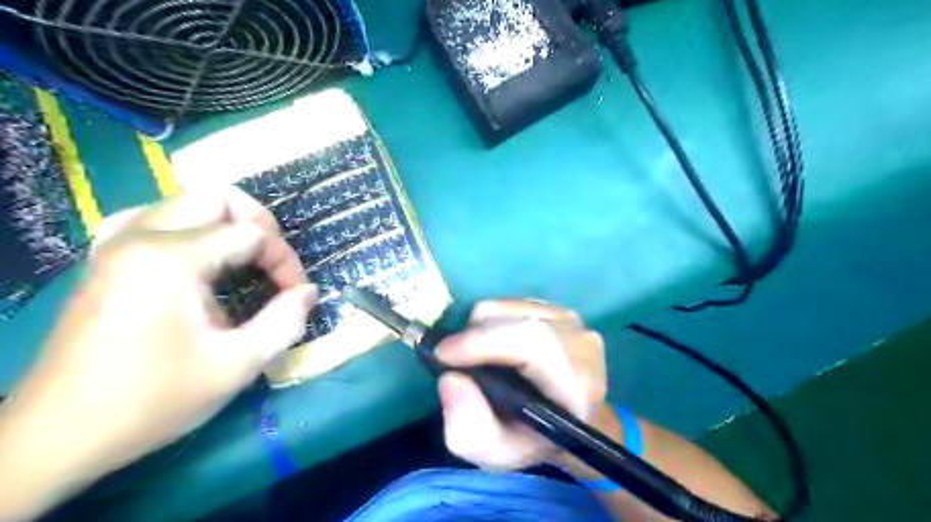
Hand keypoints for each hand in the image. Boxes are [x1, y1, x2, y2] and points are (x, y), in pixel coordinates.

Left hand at [0, 185, 316, 518]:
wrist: (56, 438)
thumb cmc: (152, 400)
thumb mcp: (236, 365)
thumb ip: (284, 321)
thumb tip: (309, 292)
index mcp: (171, 258)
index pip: (251, 234)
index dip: (284, 261)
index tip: (296, 296)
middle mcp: (140, 237)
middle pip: (216, 198)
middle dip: (259, 225)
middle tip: (273, 264)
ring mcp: (115, 245)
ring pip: (185, 202)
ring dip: (225, 224)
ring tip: (245, 259)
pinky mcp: (105, 261)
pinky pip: (155, 220)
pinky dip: (190, 230)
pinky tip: (200, 259)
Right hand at [434, 301, 607, 470]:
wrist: (569, 422)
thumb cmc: (534, 440)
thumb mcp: (496, 453)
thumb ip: (469, 428)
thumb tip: (450, 379)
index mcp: (578, 384)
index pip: (532, 342)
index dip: (482, 341)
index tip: (443, 355)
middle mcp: (582, 343)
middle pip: (514, 319)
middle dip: (473, 335)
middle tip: (453, 360)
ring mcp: (572, 321)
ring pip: (507, 306)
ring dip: (480, 328)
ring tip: (476, 356)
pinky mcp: (558, 309)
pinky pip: (510, 303)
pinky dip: (491, 321)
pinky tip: (495, 346)